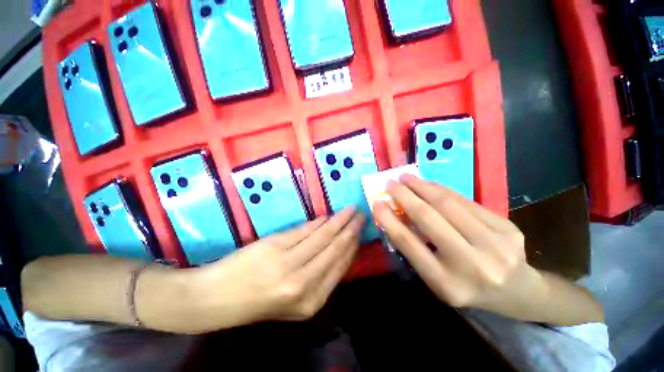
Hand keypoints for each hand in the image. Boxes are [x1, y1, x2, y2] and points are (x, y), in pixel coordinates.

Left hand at [190, 207, 364, 328]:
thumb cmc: (257, 301)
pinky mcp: (276, 246)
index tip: (360, 231)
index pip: (341, 266)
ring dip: (339, 221)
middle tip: (361, 214)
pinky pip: (305, 230)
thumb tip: (338, 247)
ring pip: (323, 236)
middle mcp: (305, 284)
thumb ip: (318, 274)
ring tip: (350, 210)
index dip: (353, 245)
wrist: (216, 298)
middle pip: (336, 249)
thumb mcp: (294, 299)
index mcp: (312, 302)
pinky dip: (318, 222)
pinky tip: (328, 216)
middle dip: (351, 229)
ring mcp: (290, 264)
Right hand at [373, 174, 540, 314]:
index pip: (409, 244)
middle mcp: (471, 265)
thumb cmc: (466, 286)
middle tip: (390, 183)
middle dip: (404, 196)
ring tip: (406, 177)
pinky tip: (429, 184)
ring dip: (422, 186)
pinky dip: (442, 190)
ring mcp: (494, 244)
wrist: (518, 292)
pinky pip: (466, 201)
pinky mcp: (507, 227)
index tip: (376, 203)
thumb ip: (415, 249)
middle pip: (429, 218)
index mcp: (447, 283)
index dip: (389, 220)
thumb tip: (394, 215)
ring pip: (448, 204)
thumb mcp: (435, 278)